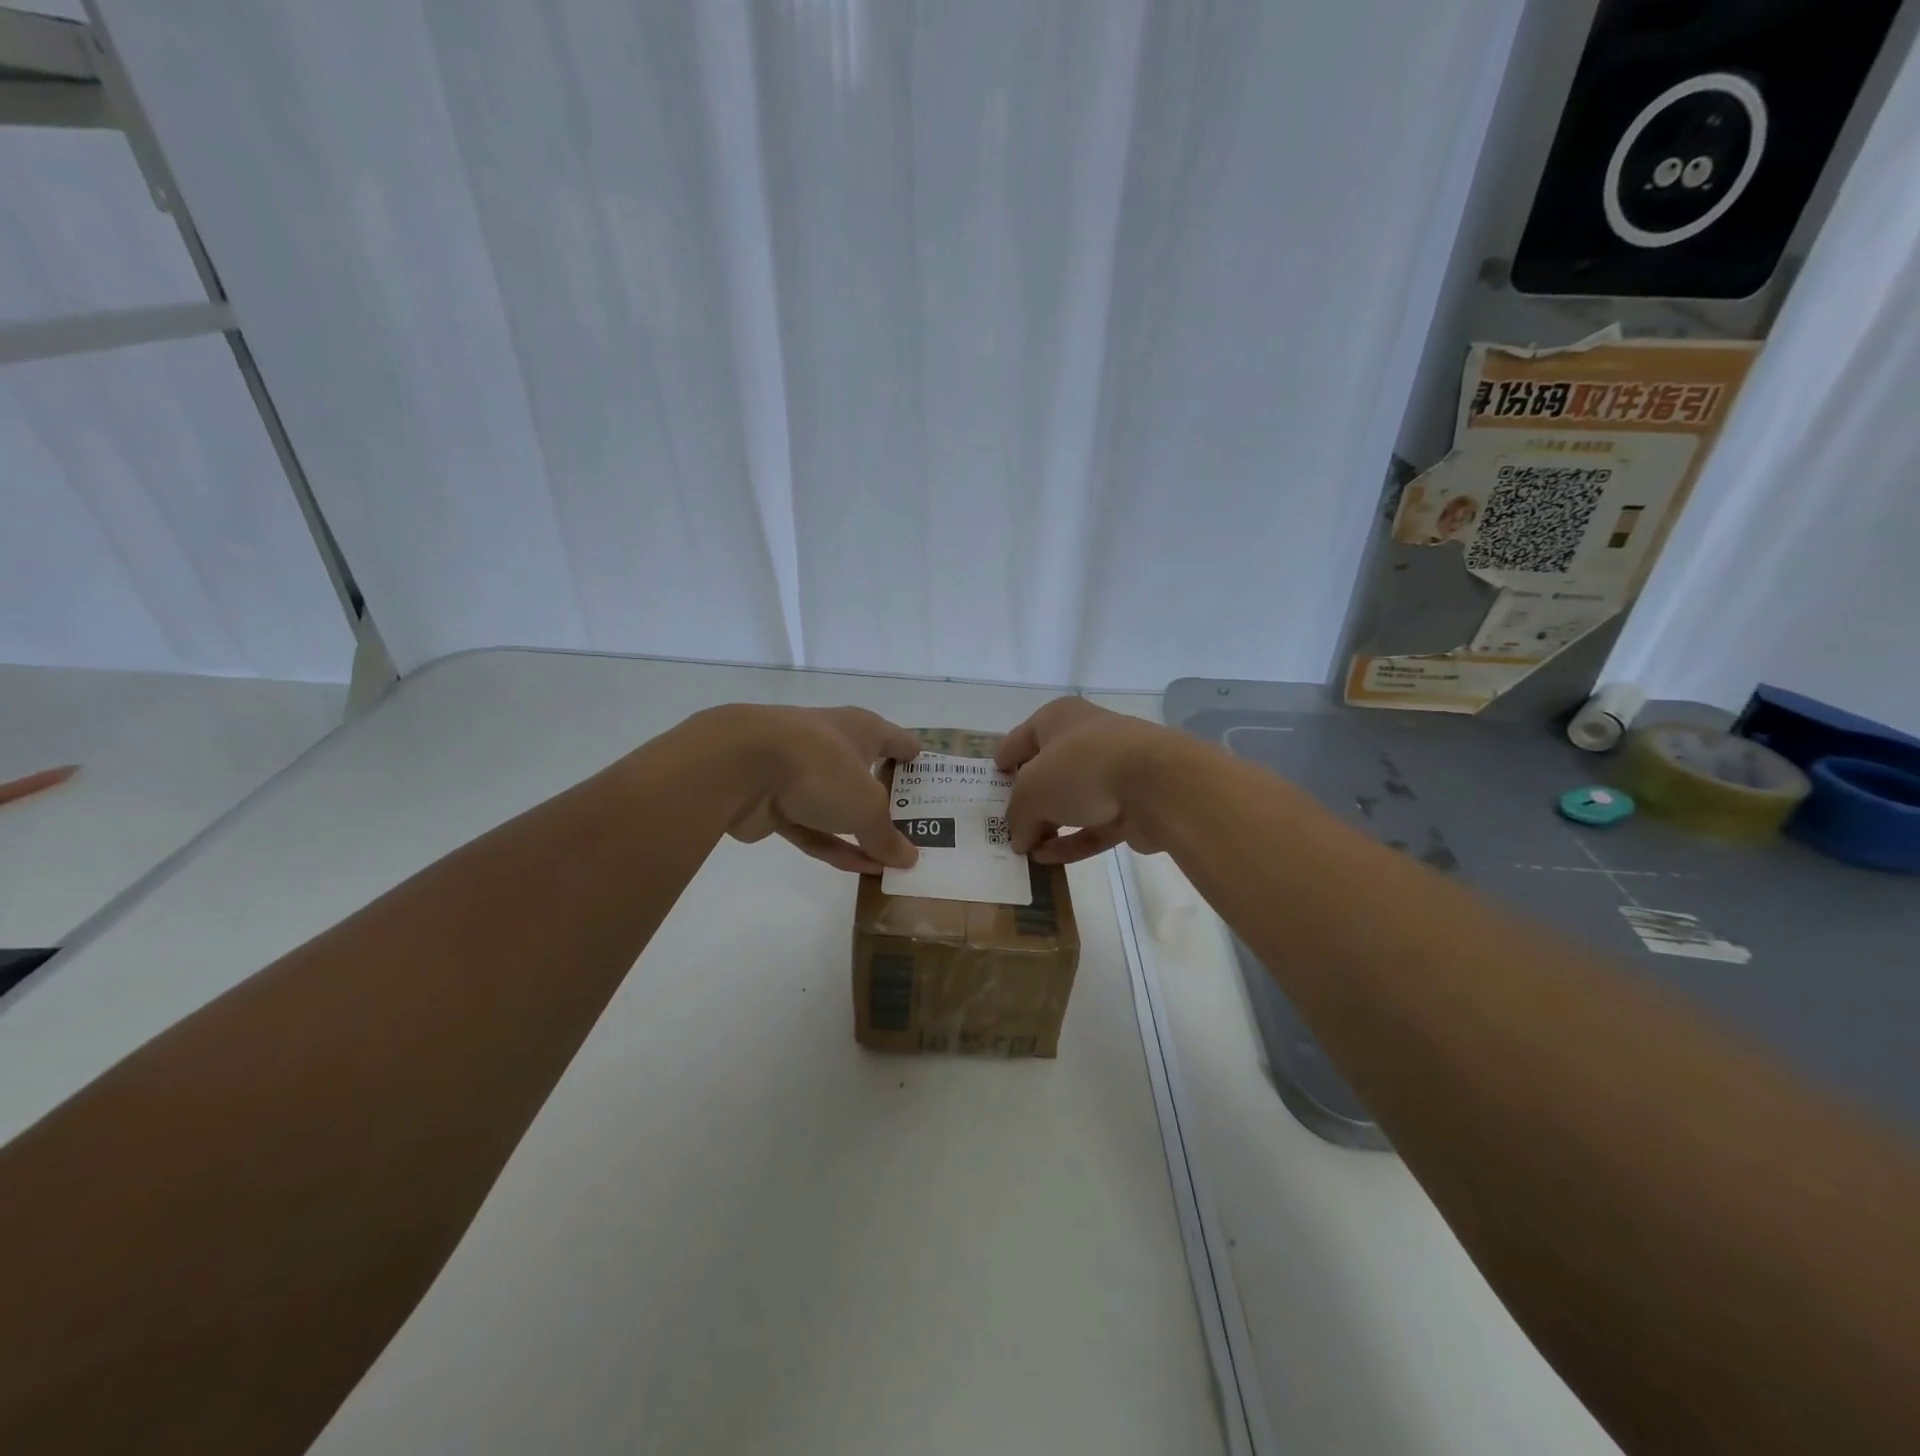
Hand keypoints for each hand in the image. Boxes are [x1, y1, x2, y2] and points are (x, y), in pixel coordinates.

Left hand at [715, 705, 921, 874]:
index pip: (897, 740)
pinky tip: (859, 868)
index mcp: (860, 729)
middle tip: (916, 828)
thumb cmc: (819, 767)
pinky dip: (834, 846)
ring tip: (890, 859)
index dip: (914, 758)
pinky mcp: (775, 803)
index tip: (931, 777)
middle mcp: (832, 744)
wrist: (738, 768)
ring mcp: (800, 773)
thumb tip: (909, 859)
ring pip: (838, 806)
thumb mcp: (866, 806)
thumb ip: (886, 835)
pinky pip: (814, 828)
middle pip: (866, 774)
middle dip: (887, 800)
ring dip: (861, 832)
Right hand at [995, 698, 1182, 863]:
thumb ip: (1017, 815)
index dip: (1003, 761)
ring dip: (1050, 824)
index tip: (991, 784)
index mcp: (1058, 719)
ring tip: (1025, 849)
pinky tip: (1048, 861)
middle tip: (1007, 823)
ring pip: (1073, 800)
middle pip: (1048, 769)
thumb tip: (1019, 838)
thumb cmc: (1081, 768)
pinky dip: (1072, 841)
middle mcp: (1086, 737)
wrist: (1156, 784)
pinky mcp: (1132, 804)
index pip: (1020, 739)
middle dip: (1028, 798)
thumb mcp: (1030, 791)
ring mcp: (1113, 771)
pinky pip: (1093, 824)